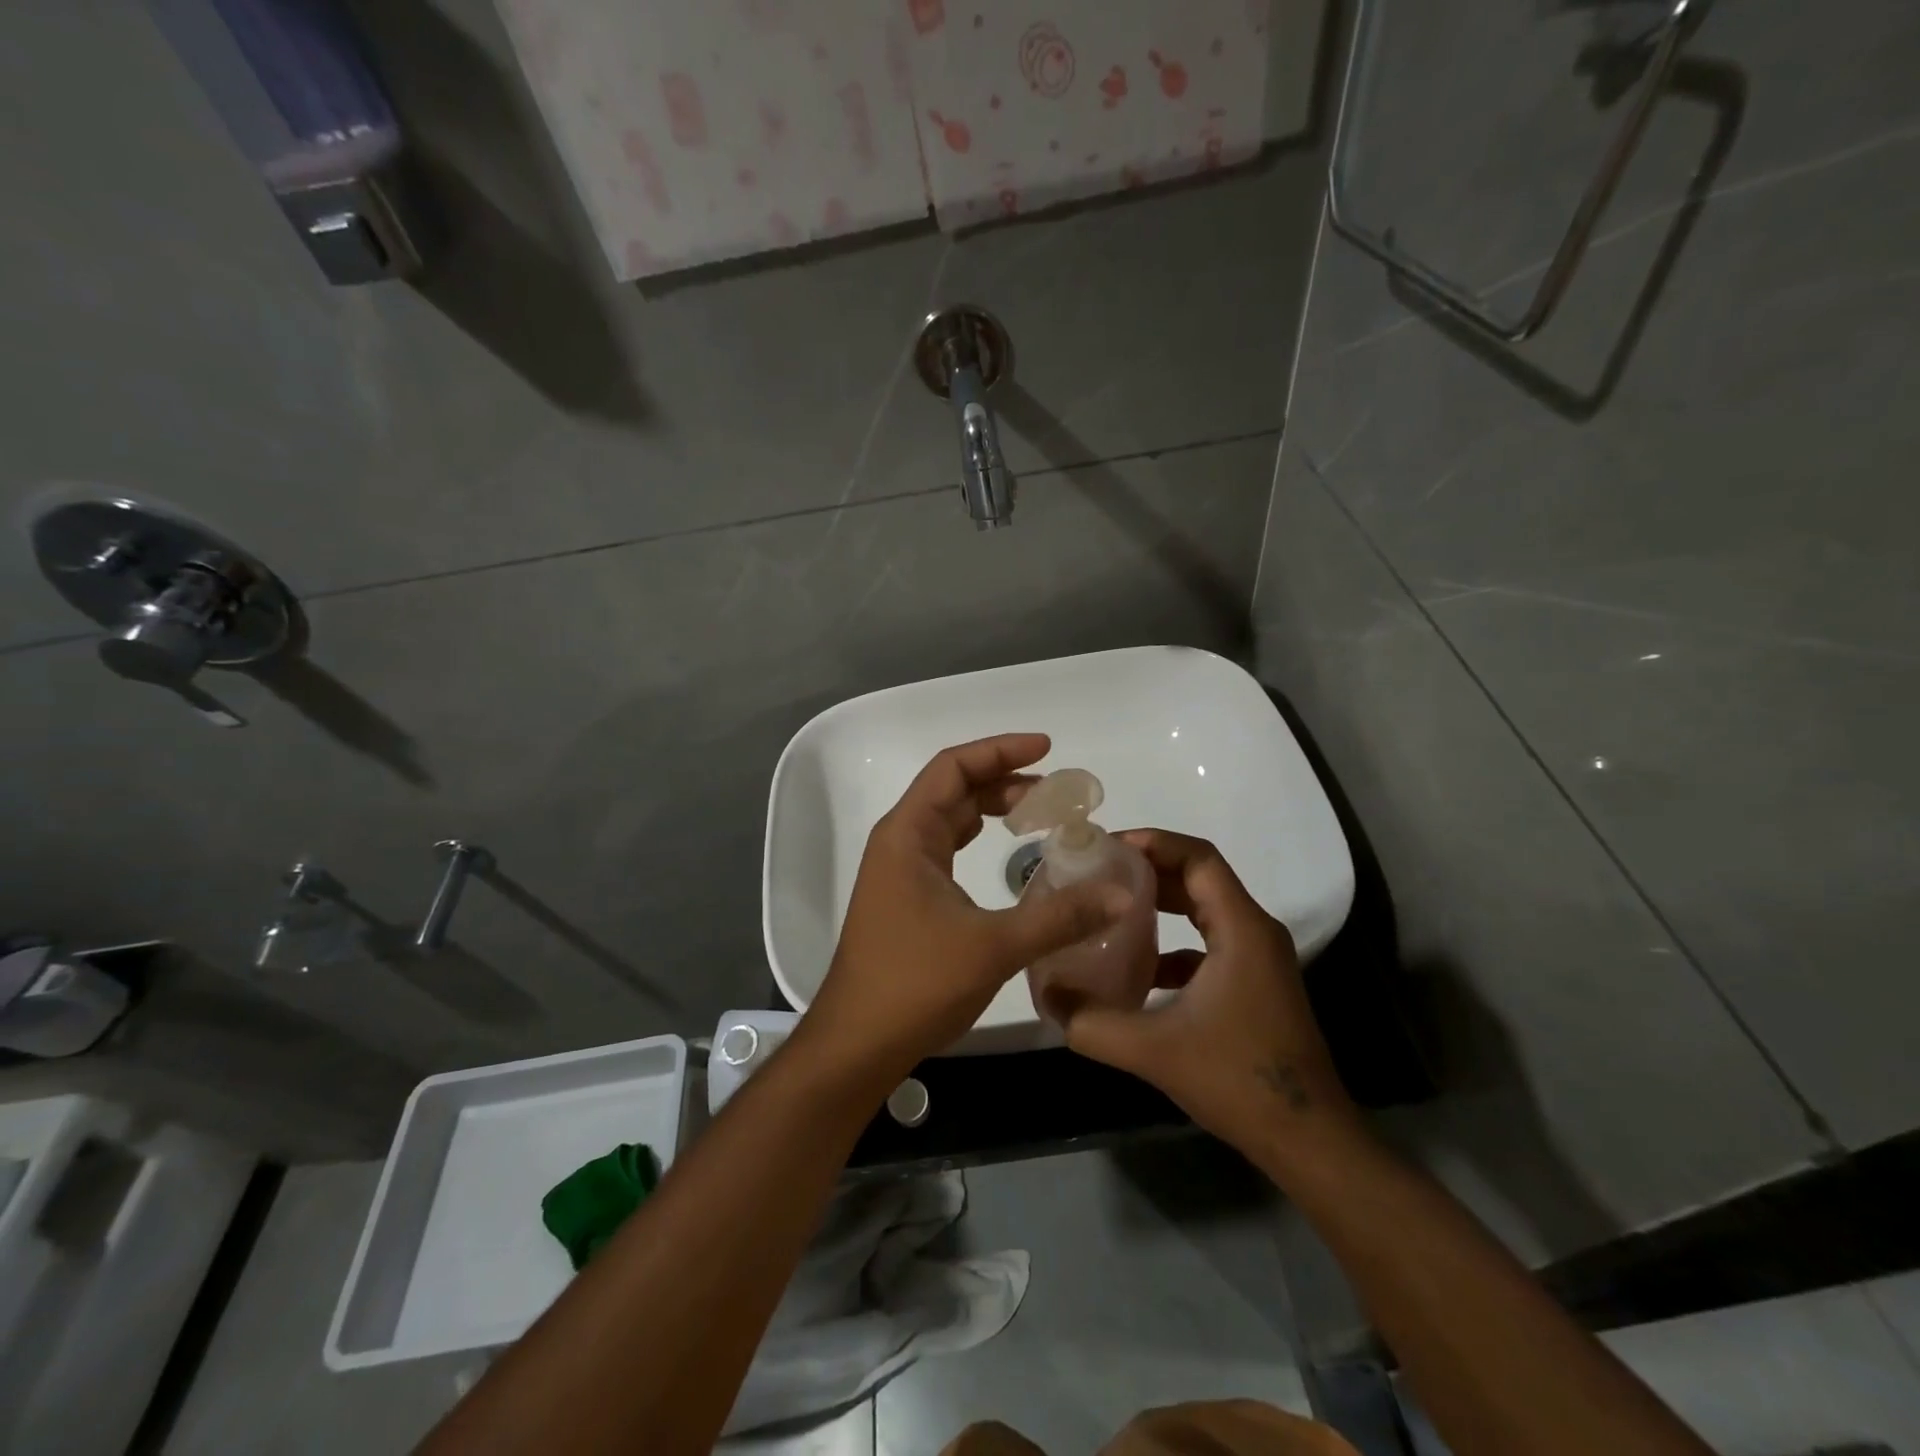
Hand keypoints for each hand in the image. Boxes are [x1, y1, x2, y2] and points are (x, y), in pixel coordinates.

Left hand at [800, 734, 1132, 1087]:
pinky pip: (947, 849)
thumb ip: (1059, 917)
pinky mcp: (907, 897)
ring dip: (992, 809)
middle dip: (1004, 780)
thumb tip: (1121, 893)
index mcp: (908, 834)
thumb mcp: (993, 946)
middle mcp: (899, 842)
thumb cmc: (915, 984)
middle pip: (953, 789)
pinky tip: (1009, 854)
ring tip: (1041, 814)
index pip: (953, 767)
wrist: (858, 1042)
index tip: (1047, 749)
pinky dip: (980, 839)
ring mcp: (900, 870)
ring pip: (950, 819)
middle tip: (1057, 792)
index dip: (999, 751)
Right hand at [1061, 830, 1360, 1153]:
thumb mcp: (1153, 1051)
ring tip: (1110, 906)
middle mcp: (1255, 932)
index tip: (1107, 847)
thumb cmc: (1238, 1080)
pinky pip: (1209, 943)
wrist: (1308, 1141)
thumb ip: (1092, 1023)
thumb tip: (1047, 997)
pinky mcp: (1255, 984)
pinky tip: (1139, 969)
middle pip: (1200, 877)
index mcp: (1241, 929)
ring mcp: (1259, 959)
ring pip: (1205, 909)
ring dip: (1161, 903)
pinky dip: (1173, 943)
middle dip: (1149, 869)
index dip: (1153, 842)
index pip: (1198, 858)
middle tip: (1099, 870)